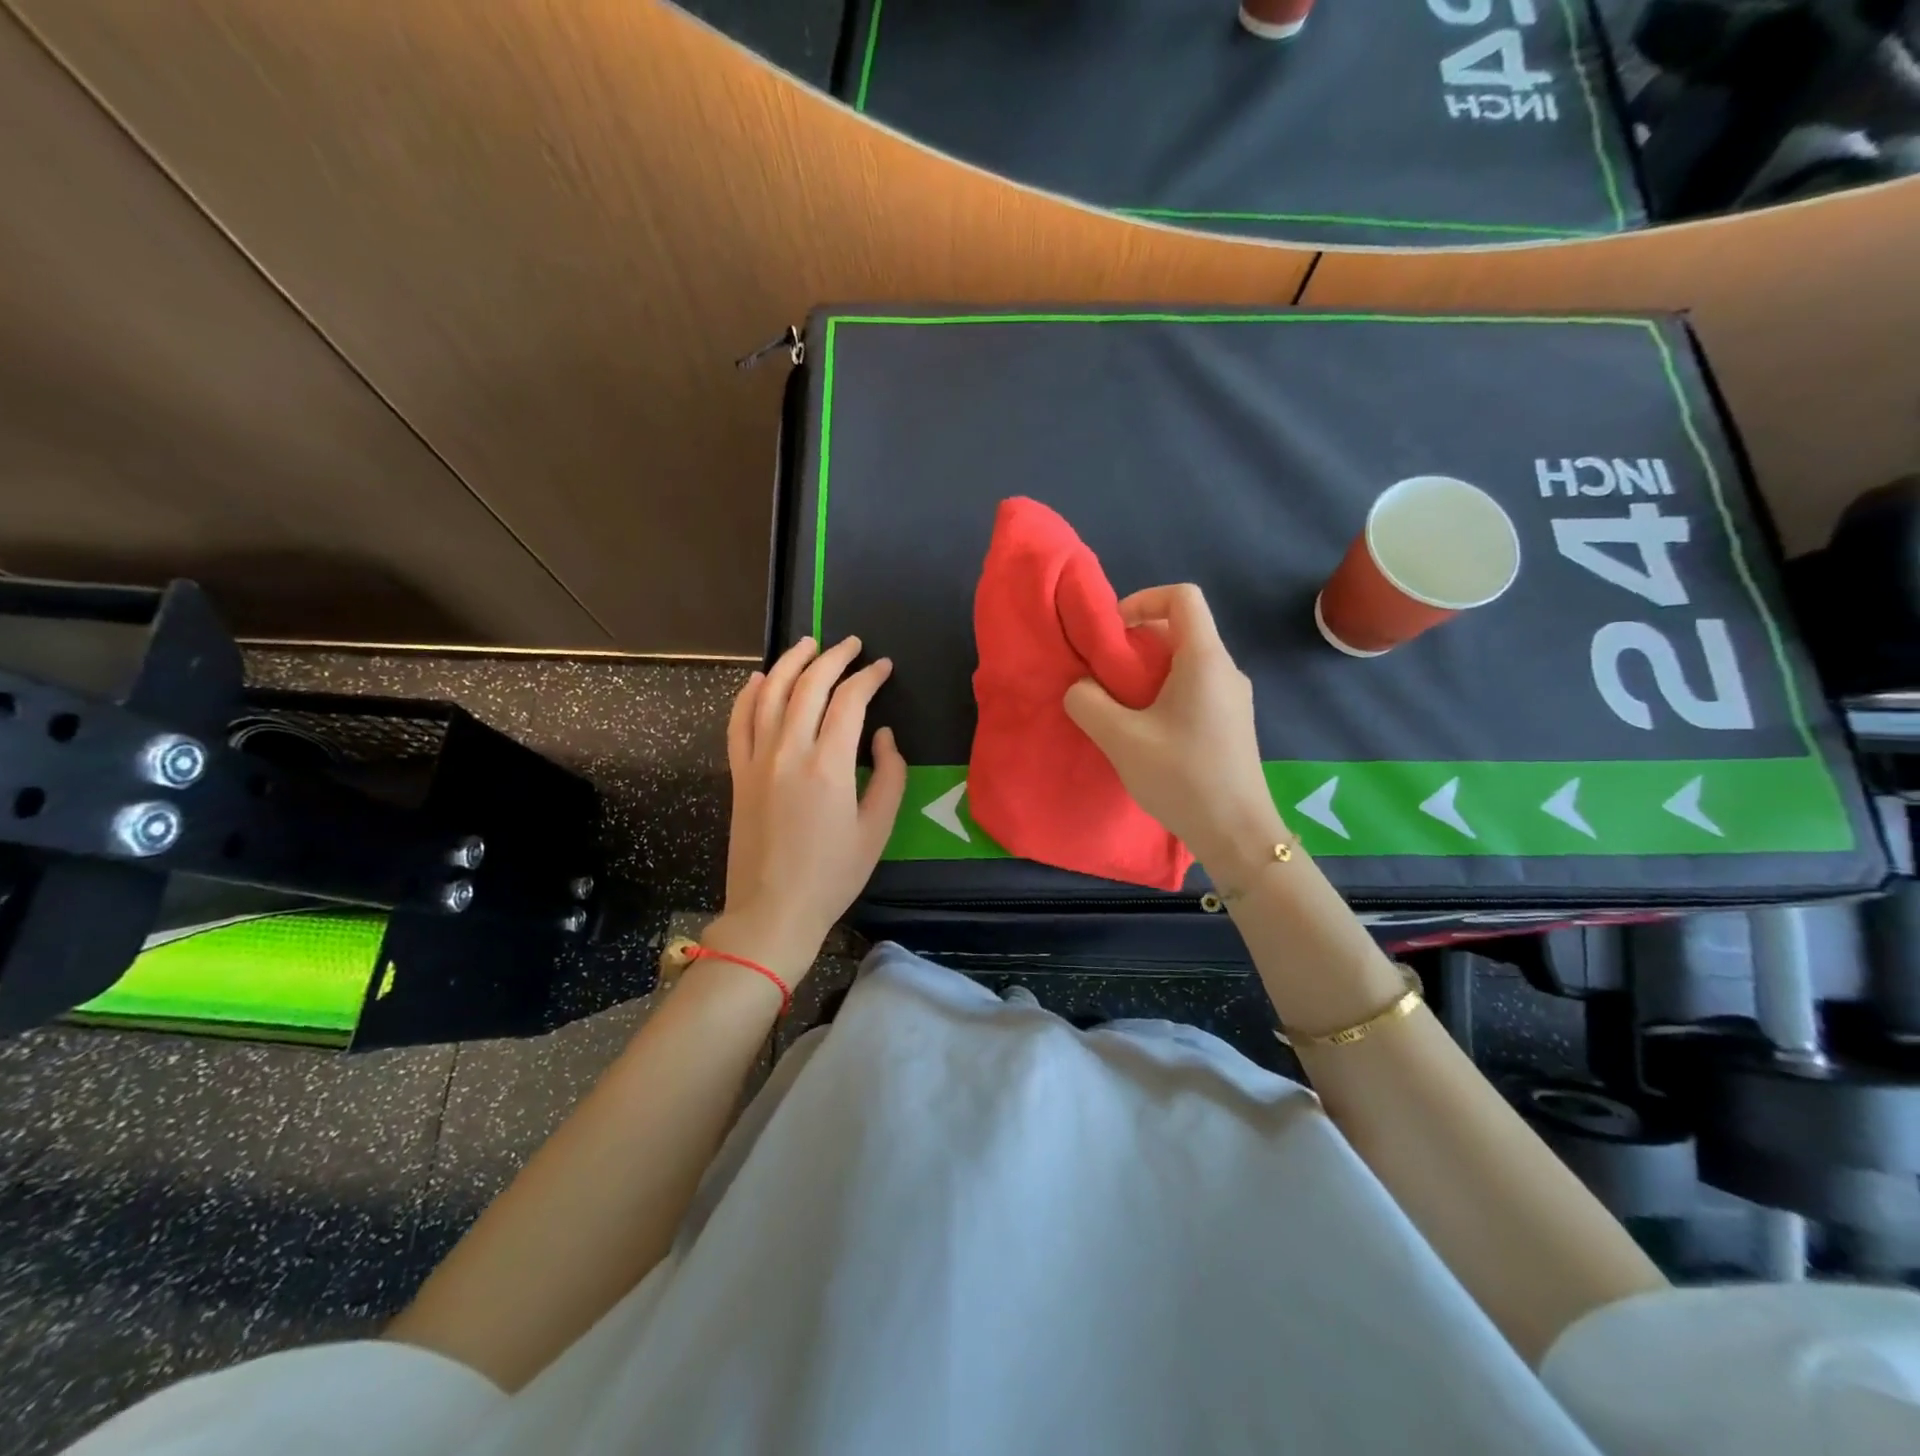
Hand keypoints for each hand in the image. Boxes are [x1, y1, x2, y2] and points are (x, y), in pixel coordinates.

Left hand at [708, 636, 906, 982]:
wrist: (773, 910)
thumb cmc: (833, 875)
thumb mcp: (877, 830)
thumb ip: (889, 775)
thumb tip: (882, 735)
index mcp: (828, 766)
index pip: (849, 701)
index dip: (868, 677)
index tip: (884, 667)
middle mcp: (788, 752)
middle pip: (808, 686)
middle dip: (833, 657)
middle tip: (851, 643)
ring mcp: (757, 761)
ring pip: (769, 694)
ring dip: (789, 662)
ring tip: (808, 644)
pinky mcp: (738, 774)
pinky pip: (738, 723)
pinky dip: (748, 695)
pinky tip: (758, 679)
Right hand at [1063, 584, 1278, 867]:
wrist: (1237, 833)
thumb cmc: (1182, 777)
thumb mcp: (1120, 739)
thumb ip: (1088, 703)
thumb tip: (1081, 688)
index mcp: (1205, 659)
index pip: (1182, 596)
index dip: (1143, 600)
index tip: (1113, 634)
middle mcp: (1225, 669)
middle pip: (1181, 629)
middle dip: (1137, 642)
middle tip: (1106, 675)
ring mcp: (1232, 697)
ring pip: (1185, 662)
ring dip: (1147, 672)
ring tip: (1119, 706)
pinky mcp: (1231, 722)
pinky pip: (1194, 688)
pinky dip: (1163, 693)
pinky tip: (1144, 731)